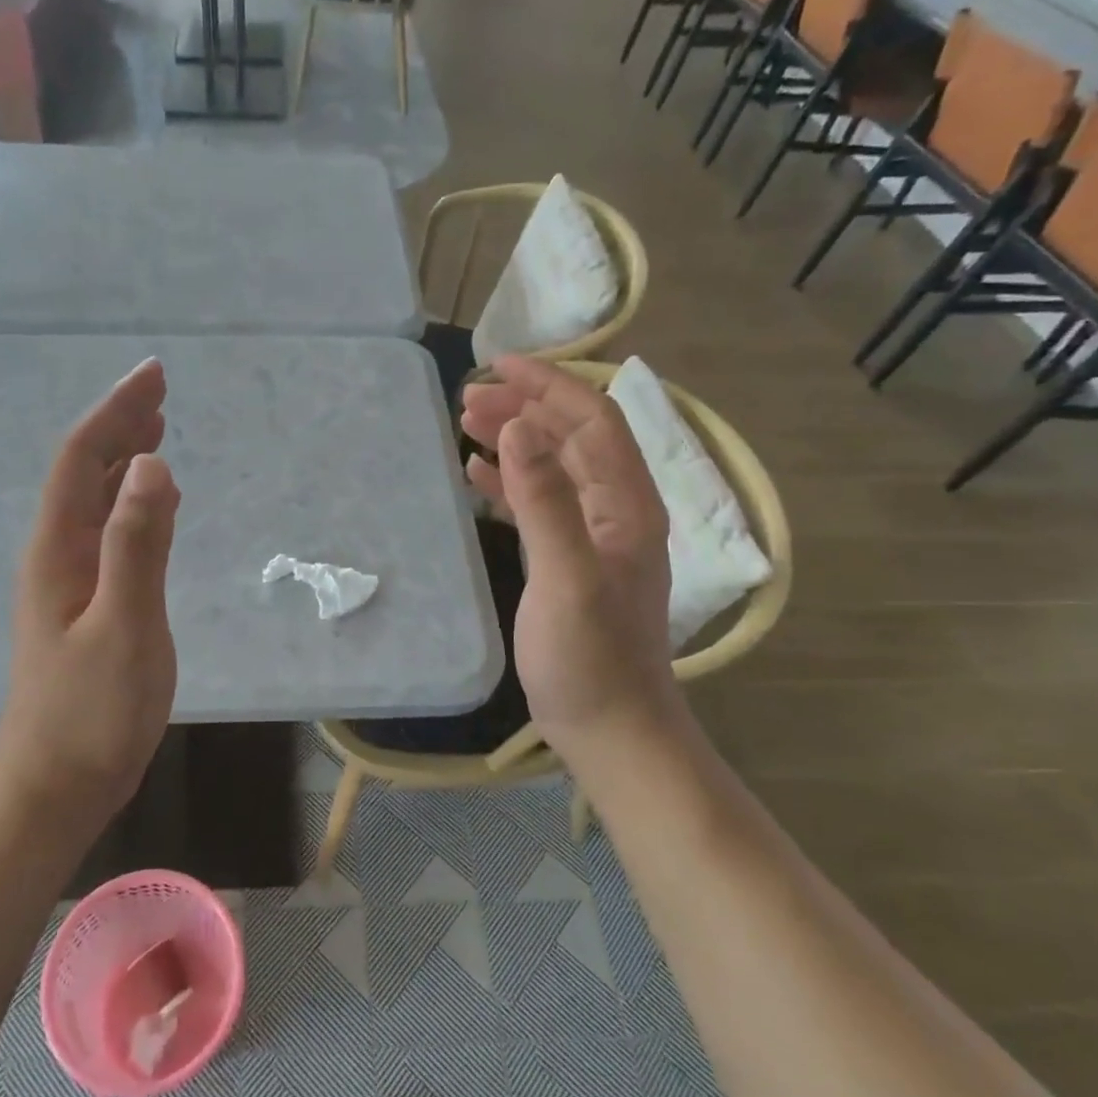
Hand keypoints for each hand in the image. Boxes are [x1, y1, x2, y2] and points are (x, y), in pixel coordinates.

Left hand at [0, 358, 180, 820]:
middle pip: (84, 472)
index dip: (116, 411)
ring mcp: (69, 582)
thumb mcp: (124, 626)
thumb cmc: (91, 713)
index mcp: (59, 549)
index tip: (154, 375)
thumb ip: (137, 545)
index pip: (83, 458)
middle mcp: (57, 554)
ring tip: (157, 430)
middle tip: (159, 391)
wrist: (54, 788)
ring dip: (124, 460)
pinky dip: (132, 503)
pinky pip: (109, 533)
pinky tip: (152, 504)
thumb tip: (153, 464)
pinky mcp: (87, 606)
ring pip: (95, 501)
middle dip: (120, 425)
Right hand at [460, 357, 680, 756]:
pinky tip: (478, 478)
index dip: (550, 385)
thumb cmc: (590, 660)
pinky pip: (543, 504)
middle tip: (469, 400)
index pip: (593, 421)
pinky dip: (512, 483)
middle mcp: (619, 512)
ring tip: (468, 426)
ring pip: (556, 467)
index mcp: (628, 506)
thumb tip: (523, 424)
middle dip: (526, 408)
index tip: (497, 366)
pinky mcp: (574, 562)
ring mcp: (597, 538)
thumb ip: (545, 500)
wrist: (612, 730)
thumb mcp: (566, 577)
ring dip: (517, 440)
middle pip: (574, 438)